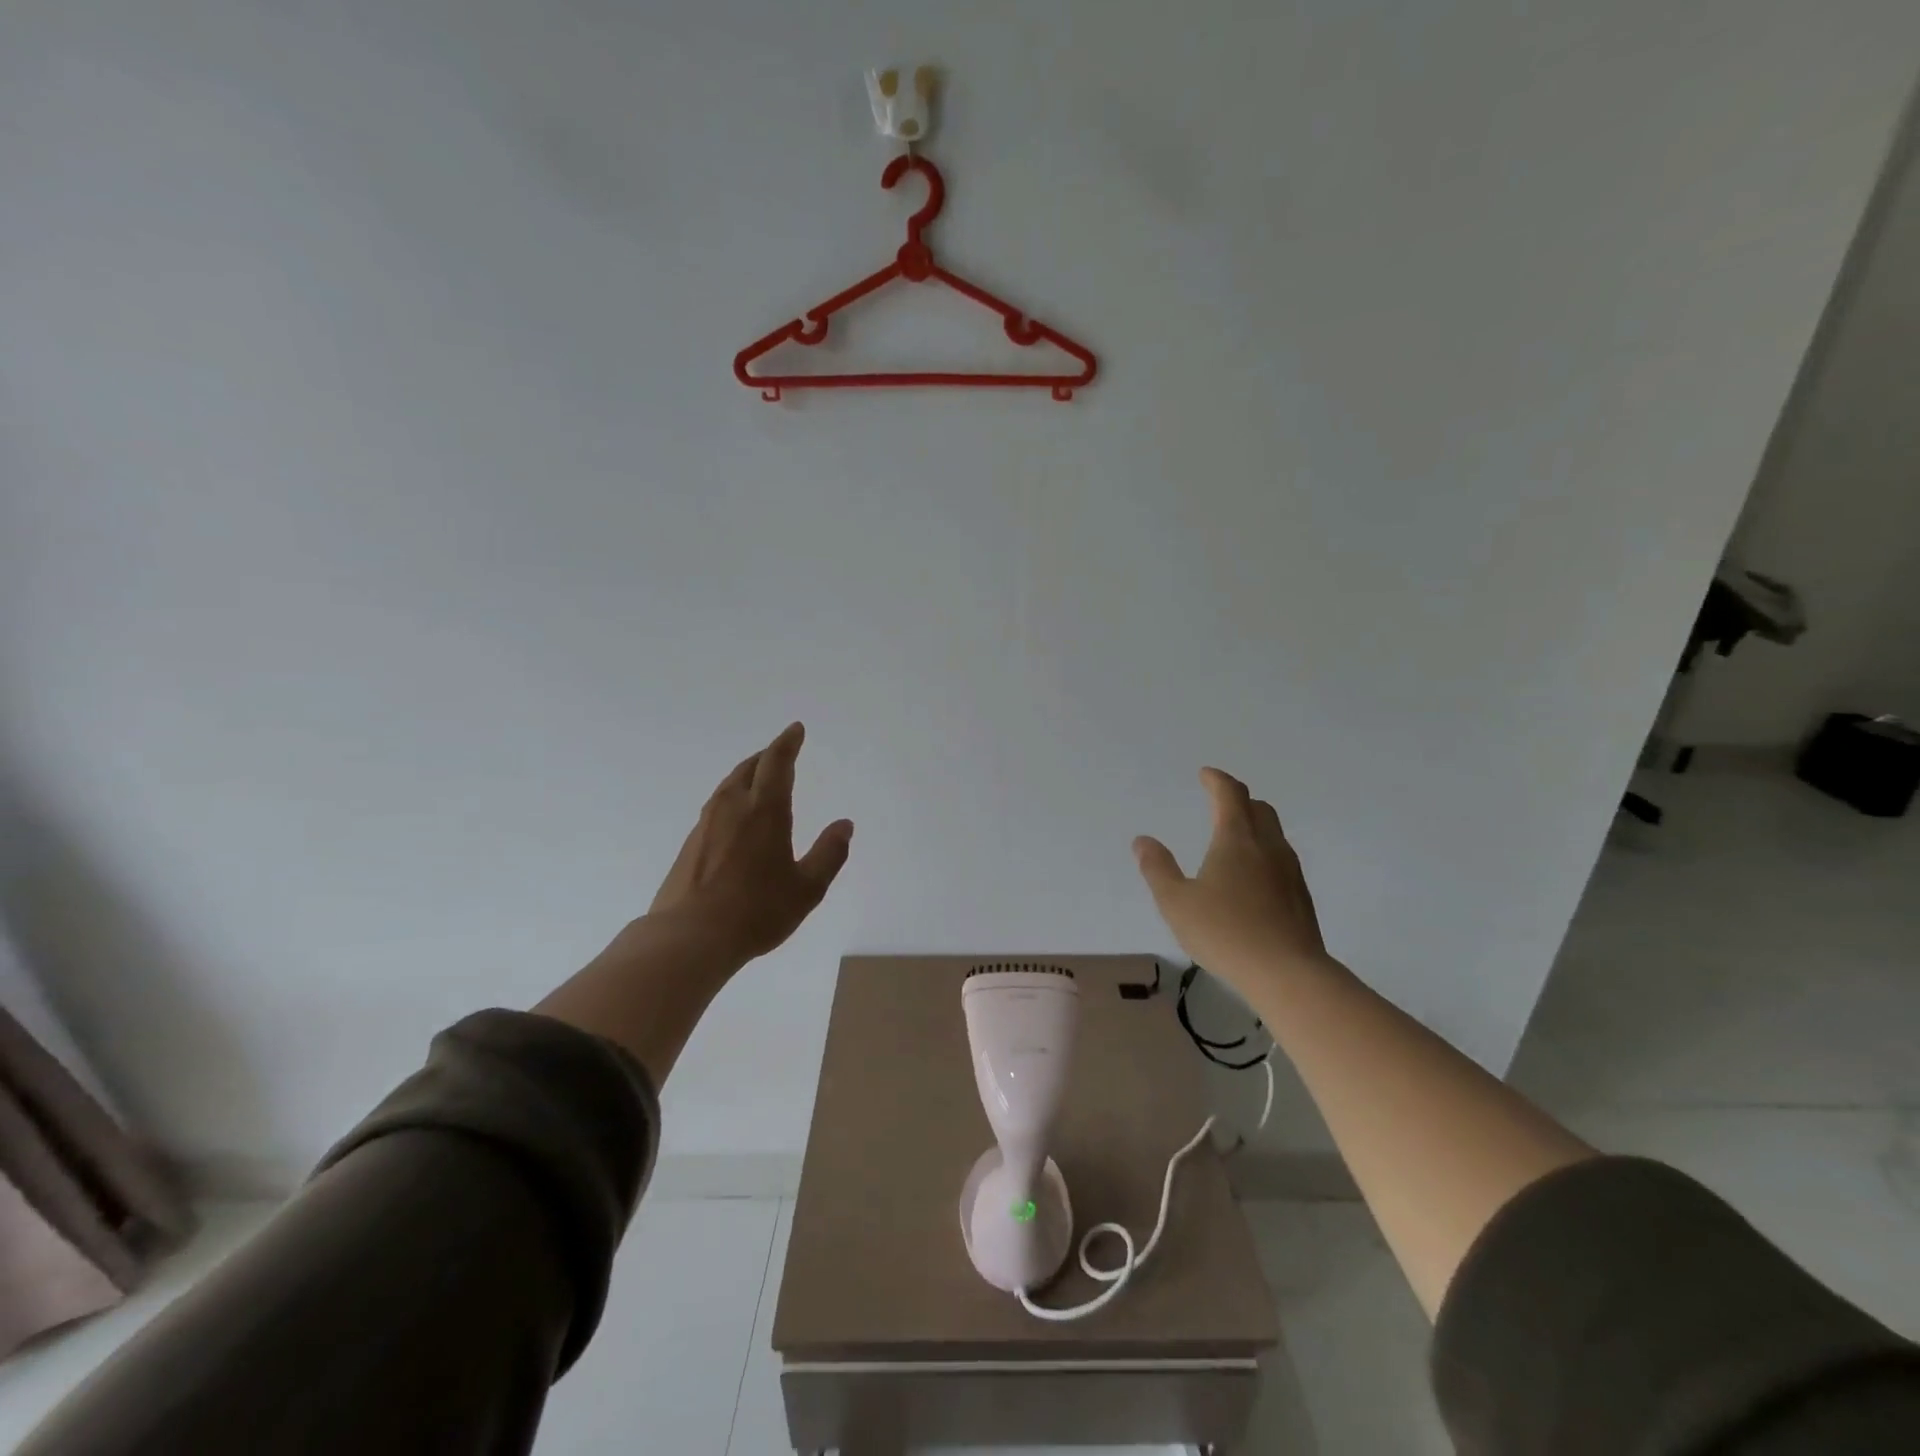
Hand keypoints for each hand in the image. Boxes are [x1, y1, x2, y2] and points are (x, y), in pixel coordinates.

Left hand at [645, 722, 853, 963]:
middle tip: (780, 751)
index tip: (795, 729)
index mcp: (765, 810)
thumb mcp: (807, 888)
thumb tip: (844, 825)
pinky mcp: (691, 844)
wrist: (689, 936)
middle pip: (749, 768)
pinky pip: (716, 806)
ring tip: (758, 777)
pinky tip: (735, 816)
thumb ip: (829, 854)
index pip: (777, 763)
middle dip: (767, 755)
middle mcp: (733, 807)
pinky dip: (732, 797)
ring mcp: (707, 824)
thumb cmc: (756, 910)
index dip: (787, 743)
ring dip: (747, 773)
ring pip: (729, 785)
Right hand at [1133, 767, 1328, 996]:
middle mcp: (1267, 847)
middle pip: (1259, 808)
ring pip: (1273, 834)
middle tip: (1219, 804)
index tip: (1205, 775)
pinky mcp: (1301, 897)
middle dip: (1238, 800)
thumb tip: (1142, 841)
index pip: (1230, 794)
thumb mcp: (1176, 902)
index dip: (1216, 780)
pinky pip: (1280, 860)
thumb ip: (1157, 868)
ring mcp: (1290, 872)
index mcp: (1236, 839)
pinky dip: (1263, 855)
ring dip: (1254, 827)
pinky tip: (1251, 880)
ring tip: (1233, 842)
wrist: (1288, 973)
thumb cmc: (1225, 932)